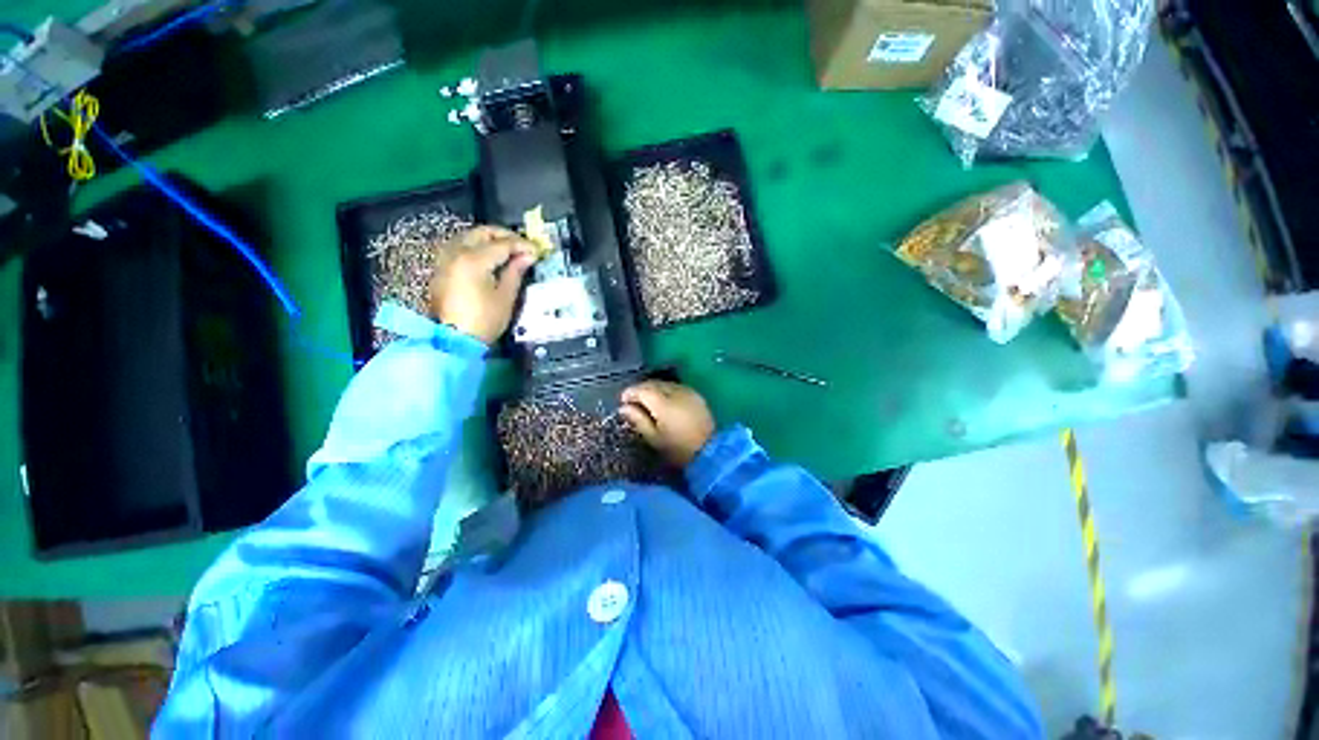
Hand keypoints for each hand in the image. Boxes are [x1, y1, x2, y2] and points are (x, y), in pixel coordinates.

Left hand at [429, 226, 537, 343]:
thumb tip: (528, 256)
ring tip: (507, 251)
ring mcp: (445, 260)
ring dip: (488, 239)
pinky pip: (459, 247)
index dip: (522, 245)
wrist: (454, 340)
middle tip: (523, 246)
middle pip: (481, 232)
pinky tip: (488, 258)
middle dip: (504, 235)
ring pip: (468, 237)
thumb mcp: (505, 297)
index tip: (537, 251)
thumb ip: (515, 272)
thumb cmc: (484, 320)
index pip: (502, 244)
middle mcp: (456, 253)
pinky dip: (476, 247)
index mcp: (473, 260)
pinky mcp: (441, 269)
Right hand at [620, 380, 715, 467]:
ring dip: (654, 388)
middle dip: (641, 389)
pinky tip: (664, 400)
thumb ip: (638, 420)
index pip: (642, 389)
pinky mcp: (696, 395)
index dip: (630, 393)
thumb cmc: (678, 449)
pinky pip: (676, 387)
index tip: (623, 400)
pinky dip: (666, 390)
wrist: (711, 452)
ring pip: (665, 383)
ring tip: (647, 401)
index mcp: (663, 403)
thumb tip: (624, 408)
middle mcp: (676, 392)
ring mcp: (688, 392)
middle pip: (653, 383)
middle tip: (632, 401)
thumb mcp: (654, 438)